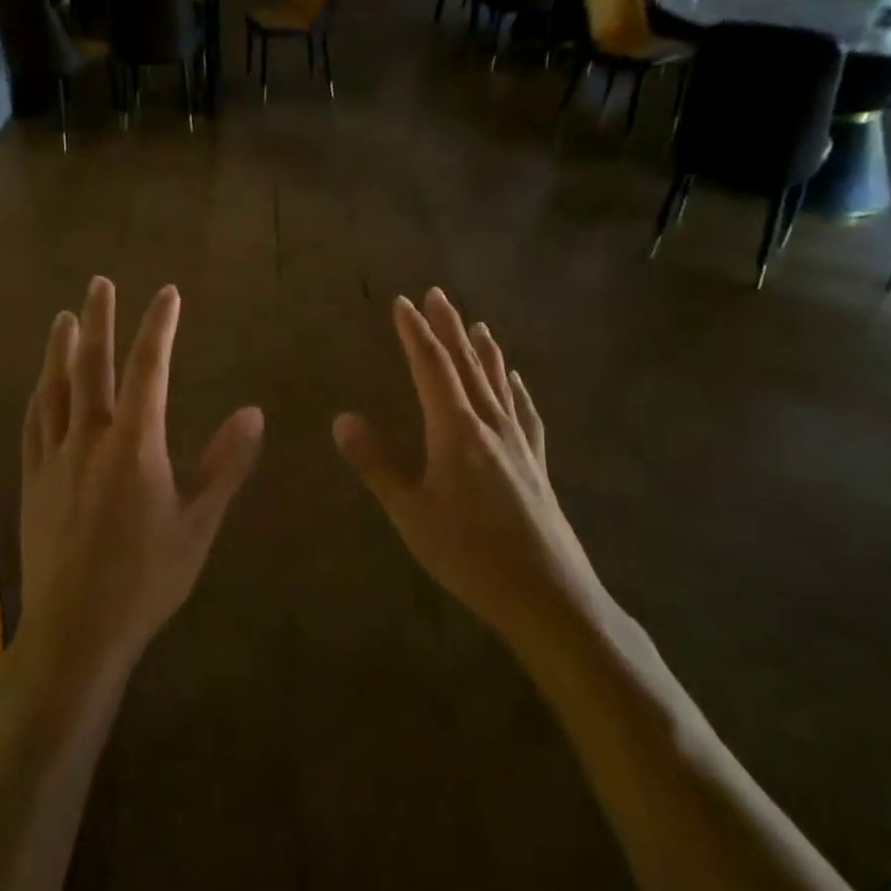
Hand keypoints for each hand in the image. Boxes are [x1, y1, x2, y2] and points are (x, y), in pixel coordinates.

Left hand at [20, 277, 264, 680]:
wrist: (76, 631)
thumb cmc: (146, 579)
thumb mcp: (198, 525)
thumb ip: (225, 466)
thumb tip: (253, 413)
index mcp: (134, 446)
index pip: (148, 370)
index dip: (158, 327)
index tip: (167, 294)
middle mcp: (89, 440)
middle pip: (91, 366)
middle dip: (99, 320)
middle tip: (100, 282)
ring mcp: (55, 459)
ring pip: (55, 388)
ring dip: (60, 348)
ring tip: (65, 317)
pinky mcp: (32, 481)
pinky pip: (33, 423)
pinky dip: (40, 393)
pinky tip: (41, 383)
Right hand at [333, 289, 608, 647]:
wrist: (549, 597)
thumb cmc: (470, 555)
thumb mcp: (410, 513)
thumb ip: (375, 464)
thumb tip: (341, 419)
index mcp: (456, 430)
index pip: (431, 367)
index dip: (415, 333)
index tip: (402, 302)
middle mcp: (490, 424)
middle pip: (466, 364)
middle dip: (449, 327)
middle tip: (437, 294)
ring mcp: (518, 442)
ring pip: (497, 382)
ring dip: (482, 349)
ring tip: (476, 323)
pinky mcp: (536, 463)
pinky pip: (524, 411)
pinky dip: (515, 388)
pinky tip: (515, 380)